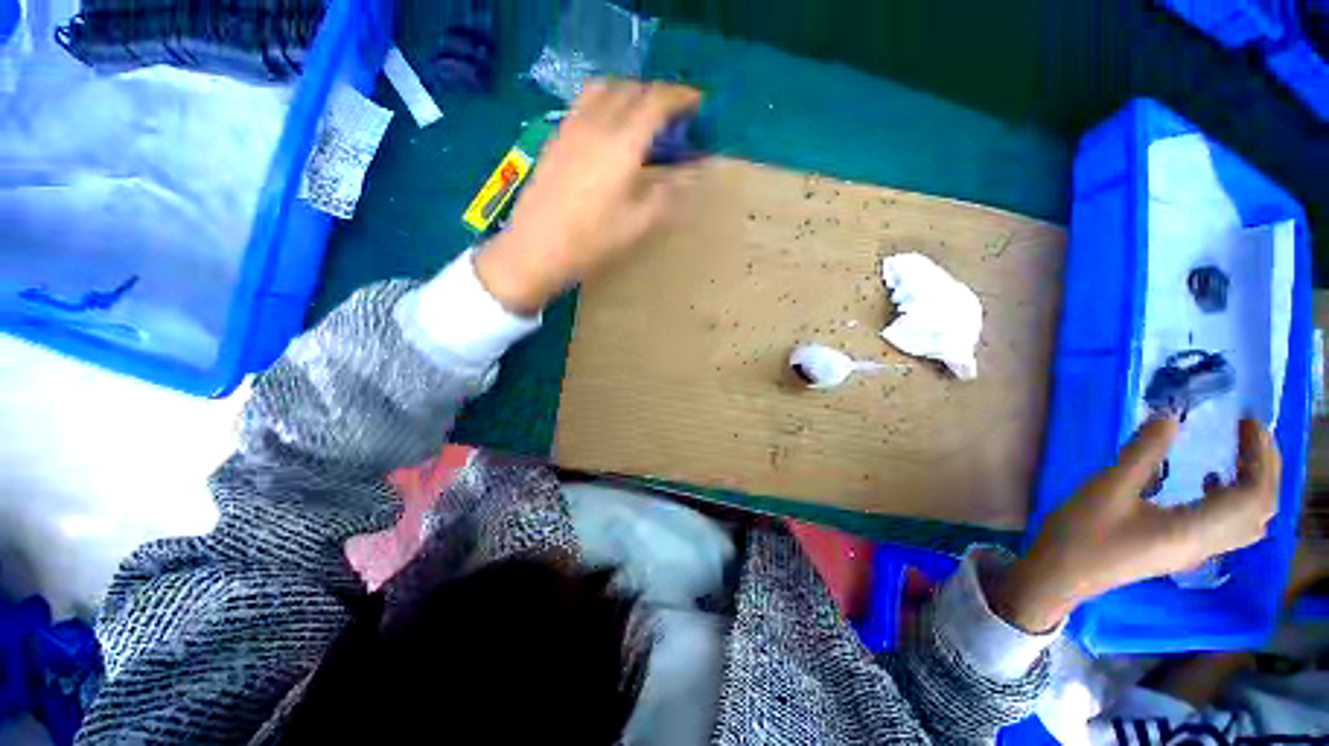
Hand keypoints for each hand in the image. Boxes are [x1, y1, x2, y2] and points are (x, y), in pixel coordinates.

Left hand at [474, 79, 702, 313]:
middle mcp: (596, 122)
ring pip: (605, 88)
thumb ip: (670, 192)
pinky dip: (606, 101)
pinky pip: (585, 102)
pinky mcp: (555, 137)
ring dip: (630, 93)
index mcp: (622, 142)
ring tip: (642, 118)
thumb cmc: (593, 240)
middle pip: (631, 89)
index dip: (681, 97)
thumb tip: (694, 171)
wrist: (536, 248)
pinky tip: (609, 129)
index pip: (657, 101)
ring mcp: (571, 126)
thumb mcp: (640, 223)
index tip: (699, 105)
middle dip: (658, 95)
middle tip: (674, 118)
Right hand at [991, 416, 1280, 632]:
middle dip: (1266, 466)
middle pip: (1260, 509)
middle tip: (1249, 432)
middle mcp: (1208, 543)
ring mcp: (1197, 550)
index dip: (1260, 455)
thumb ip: (1142, 453)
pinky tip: (1209, 482)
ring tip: (1239, 454)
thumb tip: (1171, 418)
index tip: (1246, 422)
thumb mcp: (1108, 488)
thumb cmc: (1083, 532)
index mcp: (1195, 529)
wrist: (1063, 574)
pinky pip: (1230, 526)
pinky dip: (1235, 500)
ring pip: (1250, 521)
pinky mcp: (1184, 550)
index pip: (1253, 495)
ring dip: (1255, 484)